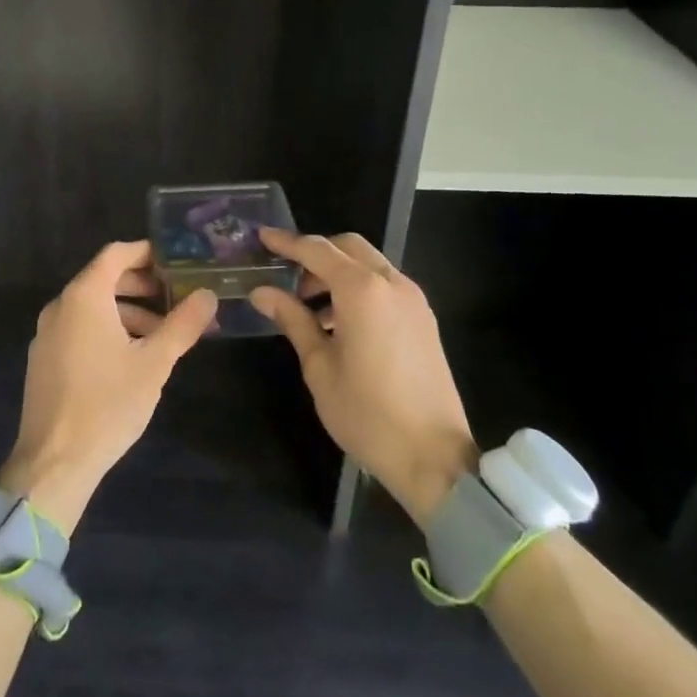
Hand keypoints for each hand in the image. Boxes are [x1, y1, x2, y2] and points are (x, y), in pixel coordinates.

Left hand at [0, 241, 217, 534]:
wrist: (54, 462)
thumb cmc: (108, 404)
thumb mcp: (155, 363)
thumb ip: (183, 324)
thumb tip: (208, 294)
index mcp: (84, 296)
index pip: (116, 253)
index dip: (146, 252)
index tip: (175, 261)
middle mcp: (61, 305)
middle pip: (104, 278)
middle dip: (141, 285)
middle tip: (175, 298)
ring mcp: (47, 333)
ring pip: (92, 306)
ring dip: (127, 311)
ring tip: (161, 335)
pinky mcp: (44, 358)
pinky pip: (79, 328)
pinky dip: (106, 329)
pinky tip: (130, 358)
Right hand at [250, 229, 477, 526]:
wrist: (434, 458)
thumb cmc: (367, 413)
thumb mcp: (319, 367)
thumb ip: (292, 319)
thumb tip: (262, 292)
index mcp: (362, 291)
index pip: (317, 250)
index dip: (286, 242)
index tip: (262, 237)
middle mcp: (391, 283)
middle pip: (347, 247)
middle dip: (315, 254)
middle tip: (287, 278)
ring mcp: (413, 300)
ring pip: (369, 264)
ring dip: (338, 272)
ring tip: (309, 308)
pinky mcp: (424, 319)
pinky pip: (385, 286)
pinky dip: (359, 289)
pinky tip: (340, 323)